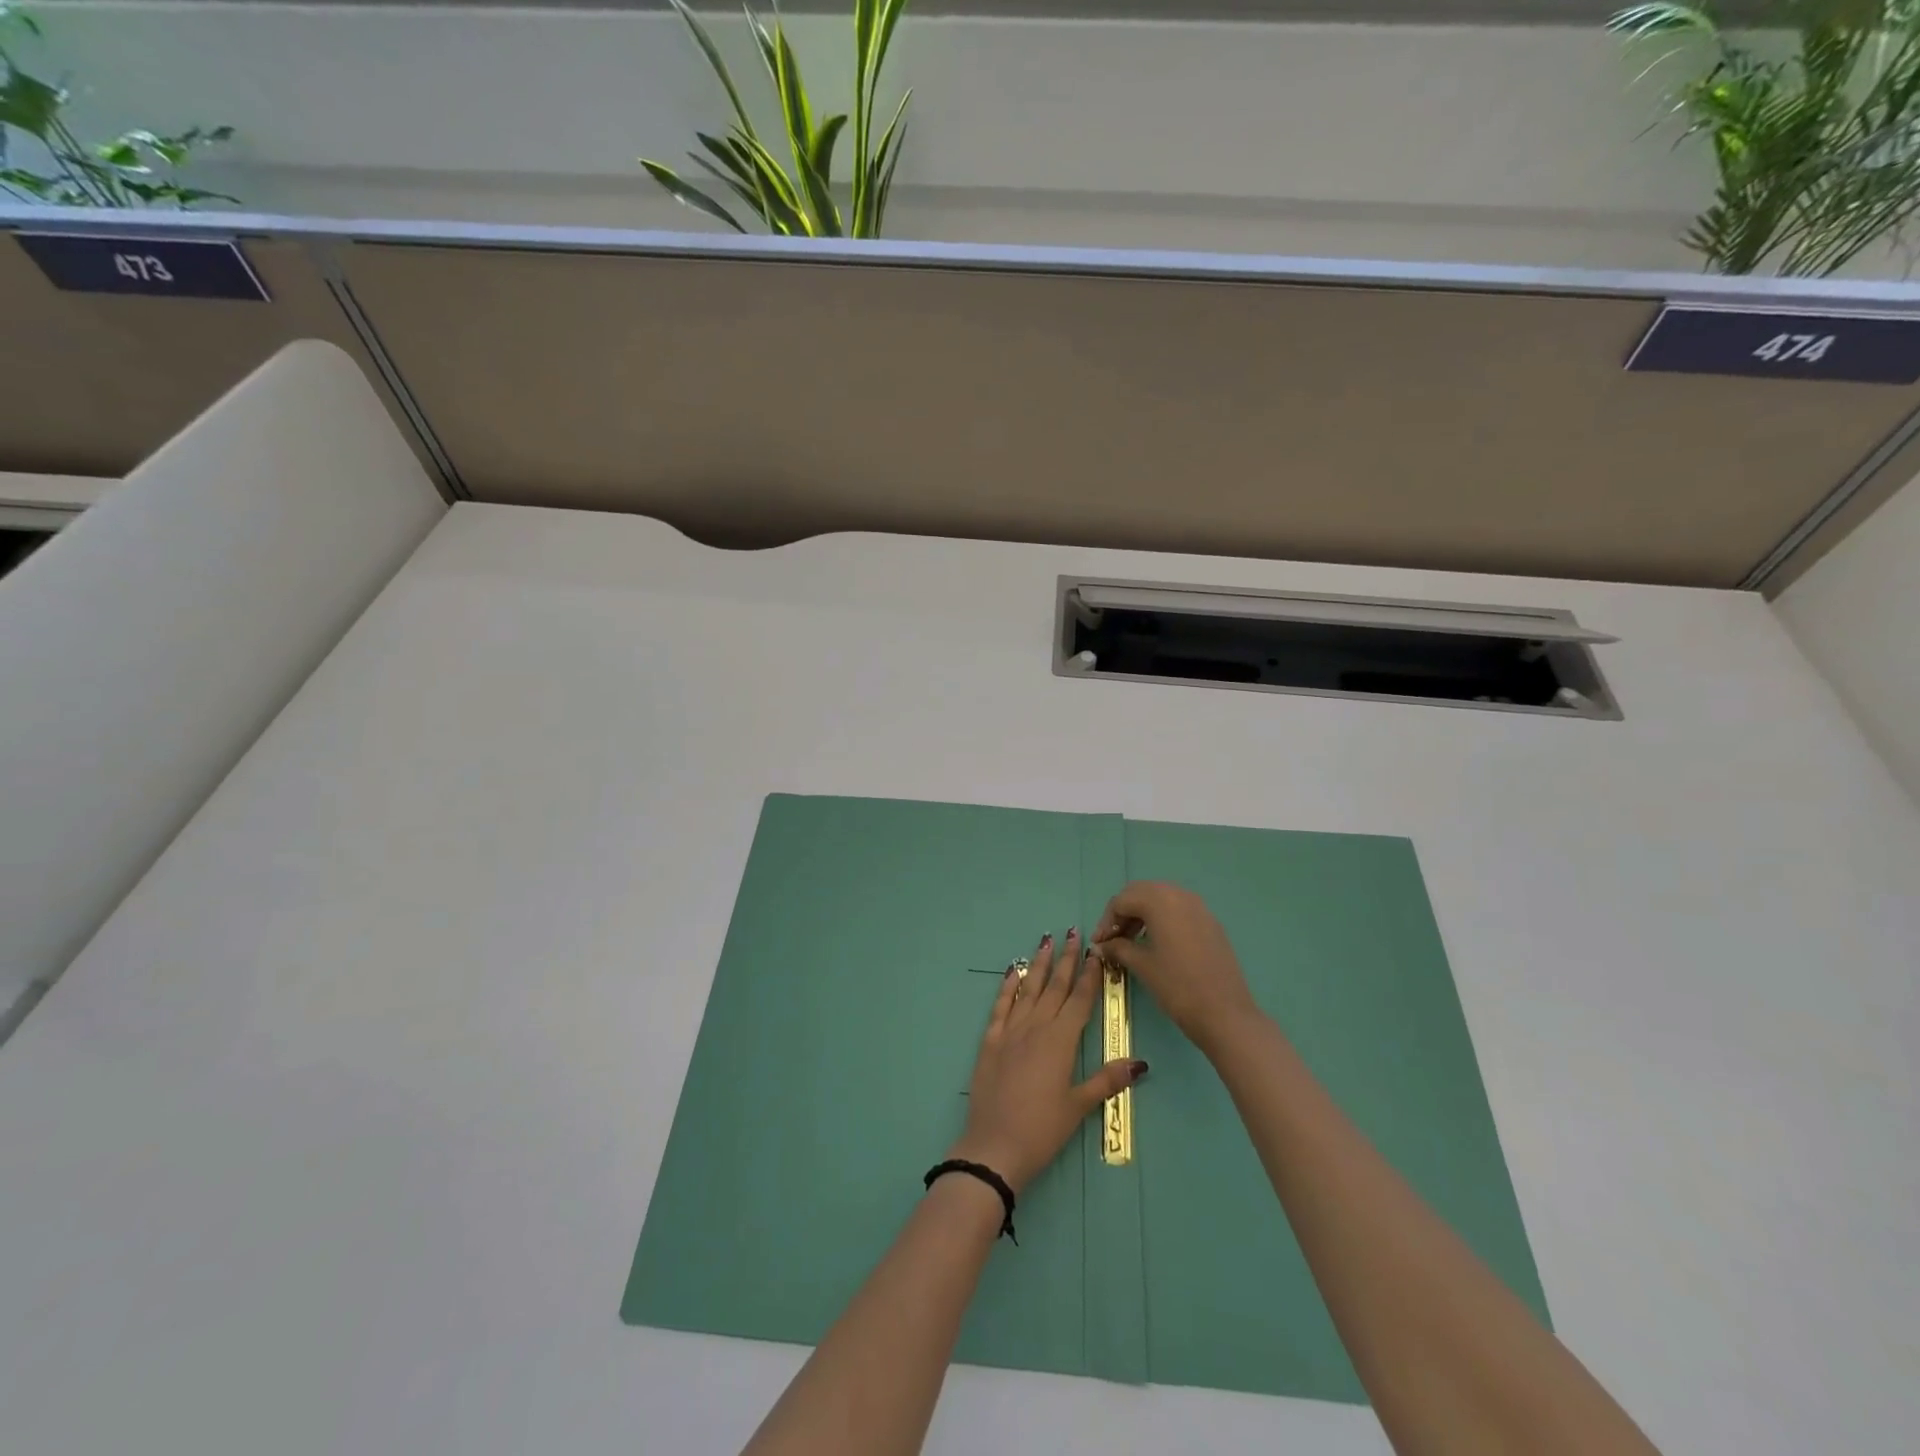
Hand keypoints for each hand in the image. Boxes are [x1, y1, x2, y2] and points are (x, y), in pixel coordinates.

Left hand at [948, 929, 1146, 1194]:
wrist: (994, 1145)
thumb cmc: (1042, 1129)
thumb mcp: (1078, 1106)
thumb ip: (1106, 1080)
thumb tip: (1140, 1062)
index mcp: (1061, 1041)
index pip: (1080, 1000)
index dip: (1090, 975)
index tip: (1096, 951)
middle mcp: (1036, 1028)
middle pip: (1055, 987)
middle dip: (1066, 959)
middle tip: (1073, 931)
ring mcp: (1010, 1032)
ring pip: (1028, 989)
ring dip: (1039, 964)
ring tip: (1046, 939)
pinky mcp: (990, 1041)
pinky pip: (1000, 1006)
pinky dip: (1008, 986)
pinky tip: (1012, 970)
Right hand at [1094, 882, 1262, 1054]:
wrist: (1225, 1014)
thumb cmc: (1177, 986)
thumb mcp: (1142, 965)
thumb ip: (1118, 948)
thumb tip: (1101, 945)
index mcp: (1160, 900)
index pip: (1121, 901)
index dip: (1106, 922)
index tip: (1099, 944)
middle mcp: (1180, 895)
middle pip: (1141, 893)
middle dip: (1123, 913)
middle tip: (1113, 939)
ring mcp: (1199, 907)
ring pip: (1161, 899)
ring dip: (1142, 915)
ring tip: (1131, 942)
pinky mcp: (1210, 922)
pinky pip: (1178, 910)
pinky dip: (1162, 919)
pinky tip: (1157, 944)